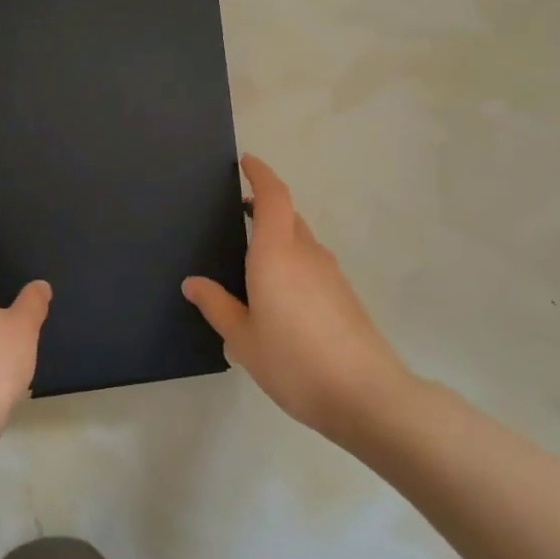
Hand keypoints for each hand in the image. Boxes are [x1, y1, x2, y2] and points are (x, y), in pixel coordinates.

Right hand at [183, 155, 410, 438]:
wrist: (366, 396)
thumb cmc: (294, 362)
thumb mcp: (242, 338)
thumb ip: (217, 306)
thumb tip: (193, 283)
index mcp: (276, 254)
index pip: (273, 196)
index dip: (260, 174)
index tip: (245, 162)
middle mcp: (306, 254)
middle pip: (287, 215)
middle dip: (265, 204)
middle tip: (237, 211)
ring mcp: (330, 274)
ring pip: (301, 239)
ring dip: (278, 235)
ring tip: (251, 258)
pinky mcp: (344, 296)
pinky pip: (311, 263)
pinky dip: (291, 261)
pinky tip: (277, 295)